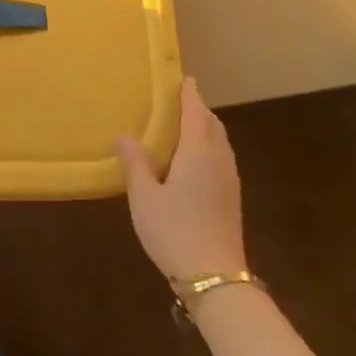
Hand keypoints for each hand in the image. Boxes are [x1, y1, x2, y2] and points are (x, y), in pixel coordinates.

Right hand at [116, 78, 246, 281]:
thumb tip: (124, 134)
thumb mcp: (143, 195)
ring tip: (181, 125)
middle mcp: (219, 160)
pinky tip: (190, 159)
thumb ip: (135, 162)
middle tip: (175, 100)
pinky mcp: (231, 198)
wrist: (215, 278)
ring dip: (203, 128)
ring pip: (219, 142)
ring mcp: (229, 180)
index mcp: (198, 152)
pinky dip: (207, 146)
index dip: (189, 93)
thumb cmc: (174, 230)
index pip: (195, 112)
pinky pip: (220, 158)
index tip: (182, 77)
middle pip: (212, 124)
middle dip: (197, 109)